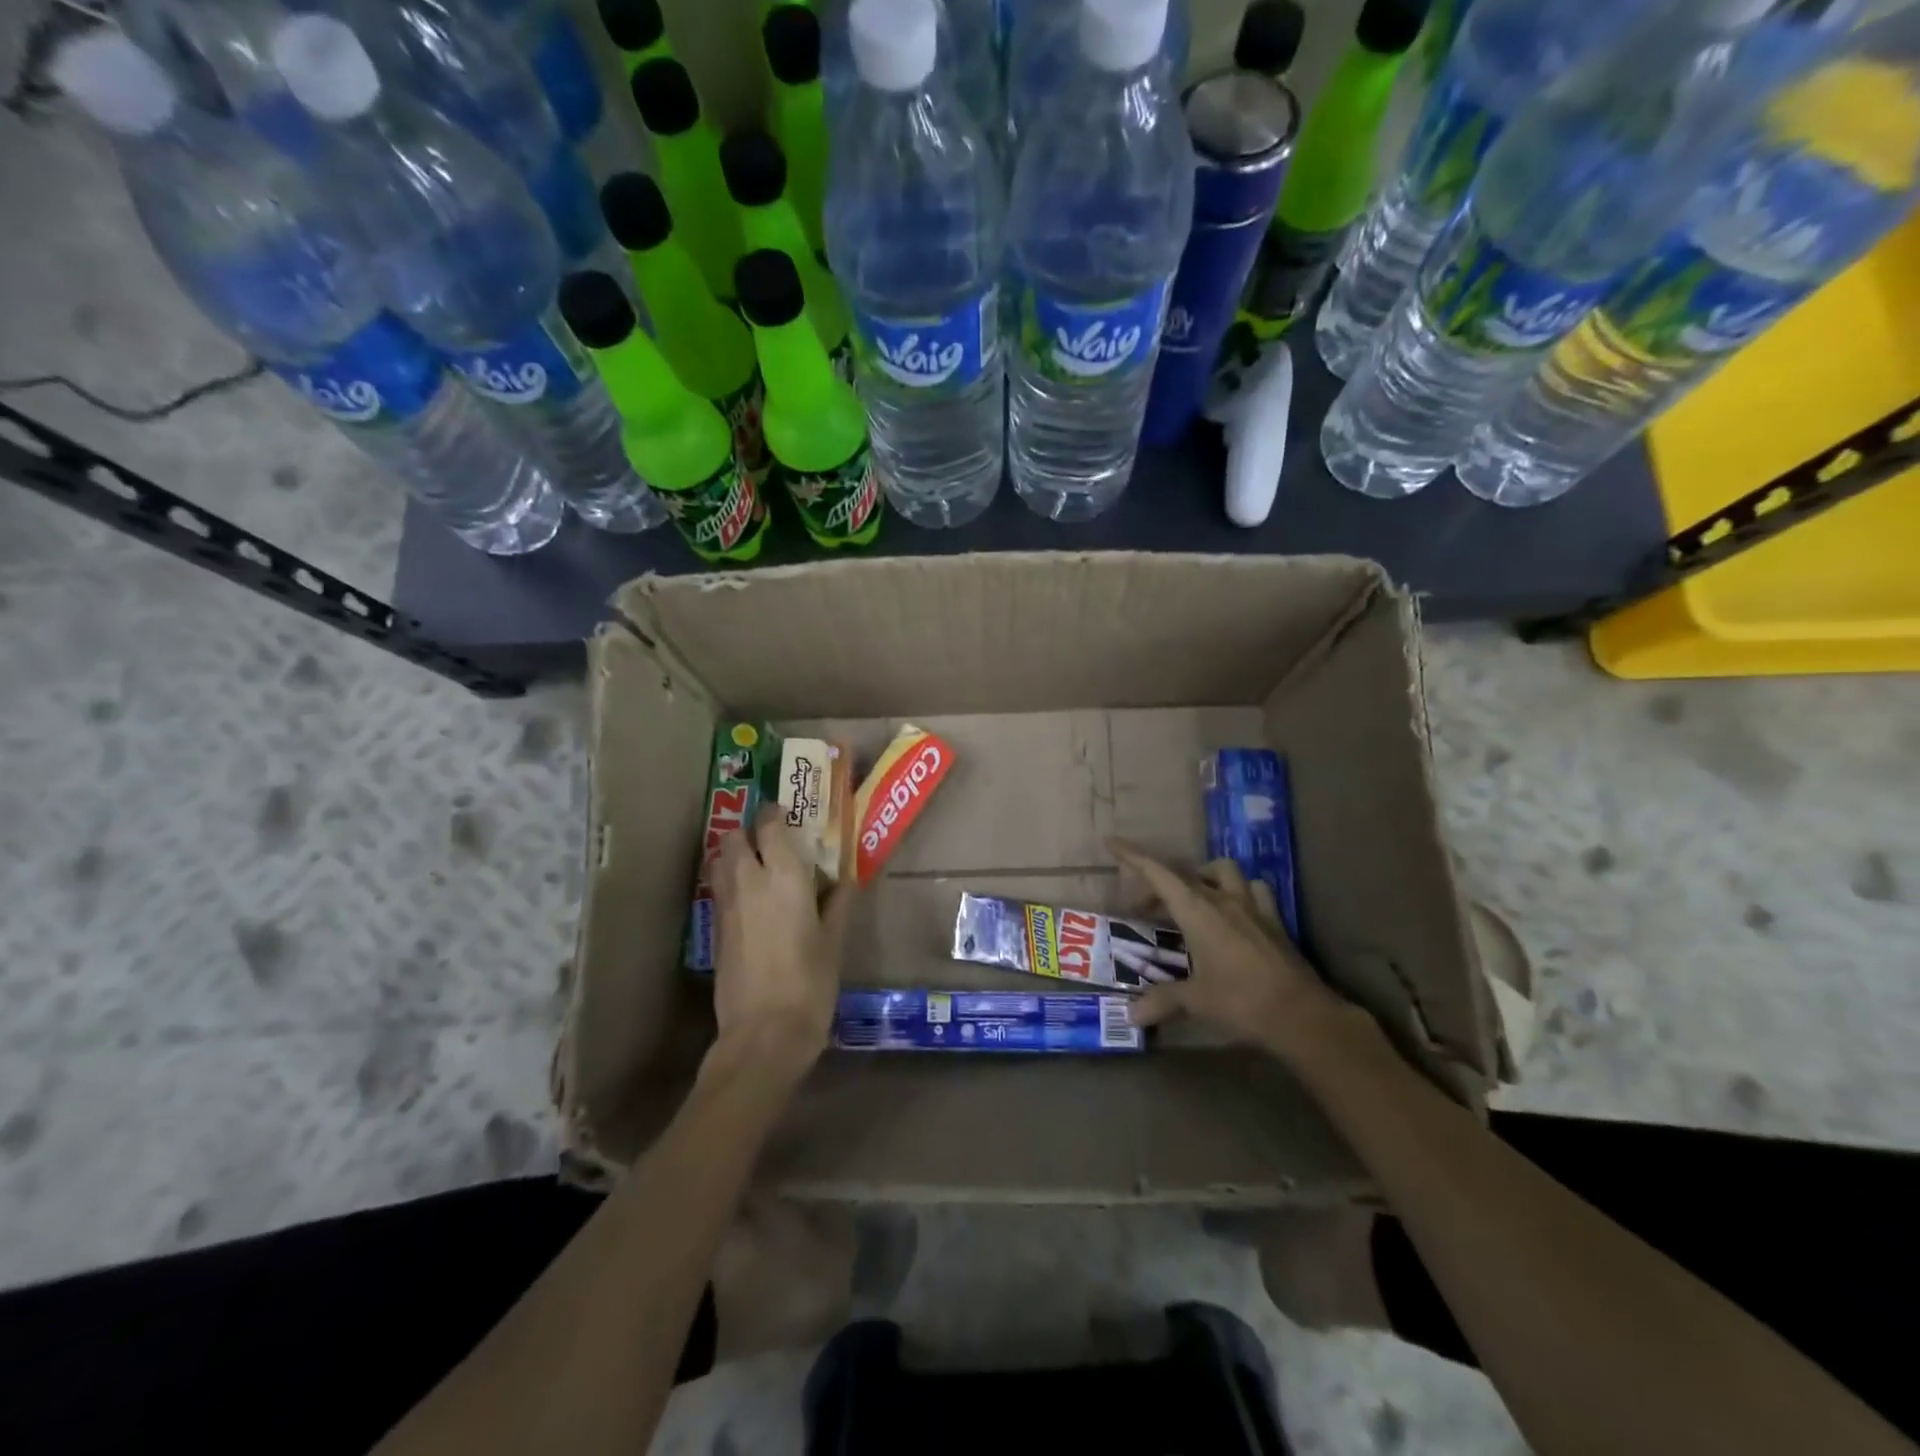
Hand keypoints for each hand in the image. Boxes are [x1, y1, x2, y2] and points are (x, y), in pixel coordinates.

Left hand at [712, 807, 854, 1069]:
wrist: (764, 1033)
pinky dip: (729, 882)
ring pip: (718, 861)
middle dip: (748, 831)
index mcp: (784, 876)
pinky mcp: (715, 930)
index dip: (775, 813)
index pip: (770, 825)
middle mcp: (749, 881)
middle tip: (771, 842)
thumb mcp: (834, 941)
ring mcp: (726, 906)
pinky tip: (750, 901)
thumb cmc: (810, 983)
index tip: (788, 815)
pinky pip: (718, 889)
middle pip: (732, 836)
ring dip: (733, 854)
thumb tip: (843, 881)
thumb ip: (837, 904)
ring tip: (758, 866)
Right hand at [1107, 837, 1343, 1058]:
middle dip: (1158, 882)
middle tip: (1143, 906)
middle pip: (1184, 874)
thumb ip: (1163, 1000)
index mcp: (1198, 911)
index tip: (1112, 841)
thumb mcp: (1197, 1001)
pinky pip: (1254, 891)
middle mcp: (1223, 900)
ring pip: (1224, 872)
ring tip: (1192, 898)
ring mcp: (1252, 907)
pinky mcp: (1274, 921)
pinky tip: (1234, 911)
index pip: (1158, 873)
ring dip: (1203, 877)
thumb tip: (1131, 1015)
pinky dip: (1238, 892)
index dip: (1133, 856)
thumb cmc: (1241, 1001)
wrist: (1302, 1015)